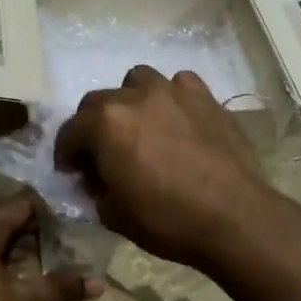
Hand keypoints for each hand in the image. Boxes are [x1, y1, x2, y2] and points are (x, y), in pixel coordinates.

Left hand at [0, 194, 100, 300]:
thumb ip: (60, 289)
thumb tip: (97, 282)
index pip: (18, 206)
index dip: (46, 213)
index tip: (70, 226)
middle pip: (2, 222)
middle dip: (33, 234)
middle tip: (62, 248)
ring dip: (15, 252)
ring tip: (42, 268)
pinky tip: (12, 287)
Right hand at [53, 66, 272, 268]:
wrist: (234, 217)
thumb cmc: (167, 220)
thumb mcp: (114, 215)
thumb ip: (96, 190)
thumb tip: (96, 180)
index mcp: (105, 124)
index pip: (69, 132)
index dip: (66, 154)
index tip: (71, 172)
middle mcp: (134, 97)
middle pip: (98, 101)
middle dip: (92, 126)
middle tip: (102, 153)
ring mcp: (173, 92)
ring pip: (137, 81)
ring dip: (130, 100)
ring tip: (139, 126)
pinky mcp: (205, 97)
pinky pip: (179, 85)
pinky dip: (171, 98)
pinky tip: (177, 119)